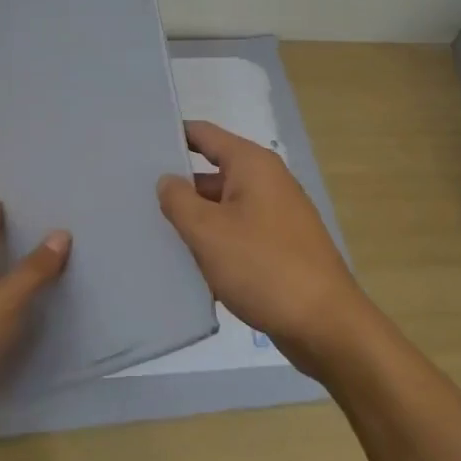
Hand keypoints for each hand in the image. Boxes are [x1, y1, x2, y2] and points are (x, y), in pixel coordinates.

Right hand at [157, 120, 370, 378]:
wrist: (325, 325)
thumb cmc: (263, 267)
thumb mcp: (209, 232)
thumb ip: (179, 200)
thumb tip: (167, 180)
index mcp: (252, 165)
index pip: (203, 134)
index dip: (172, 135)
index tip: (137, 145)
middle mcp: (267, 181)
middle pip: (212, 172)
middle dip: (177, 184)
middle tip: (134, 195)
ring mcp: (275, 215)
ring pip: (222, 206)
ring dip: (194, 218)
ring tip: (151, 230)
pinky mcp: (278, 246)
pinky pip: (237, 232)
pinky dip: (214, 242)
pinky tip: (187, 263)